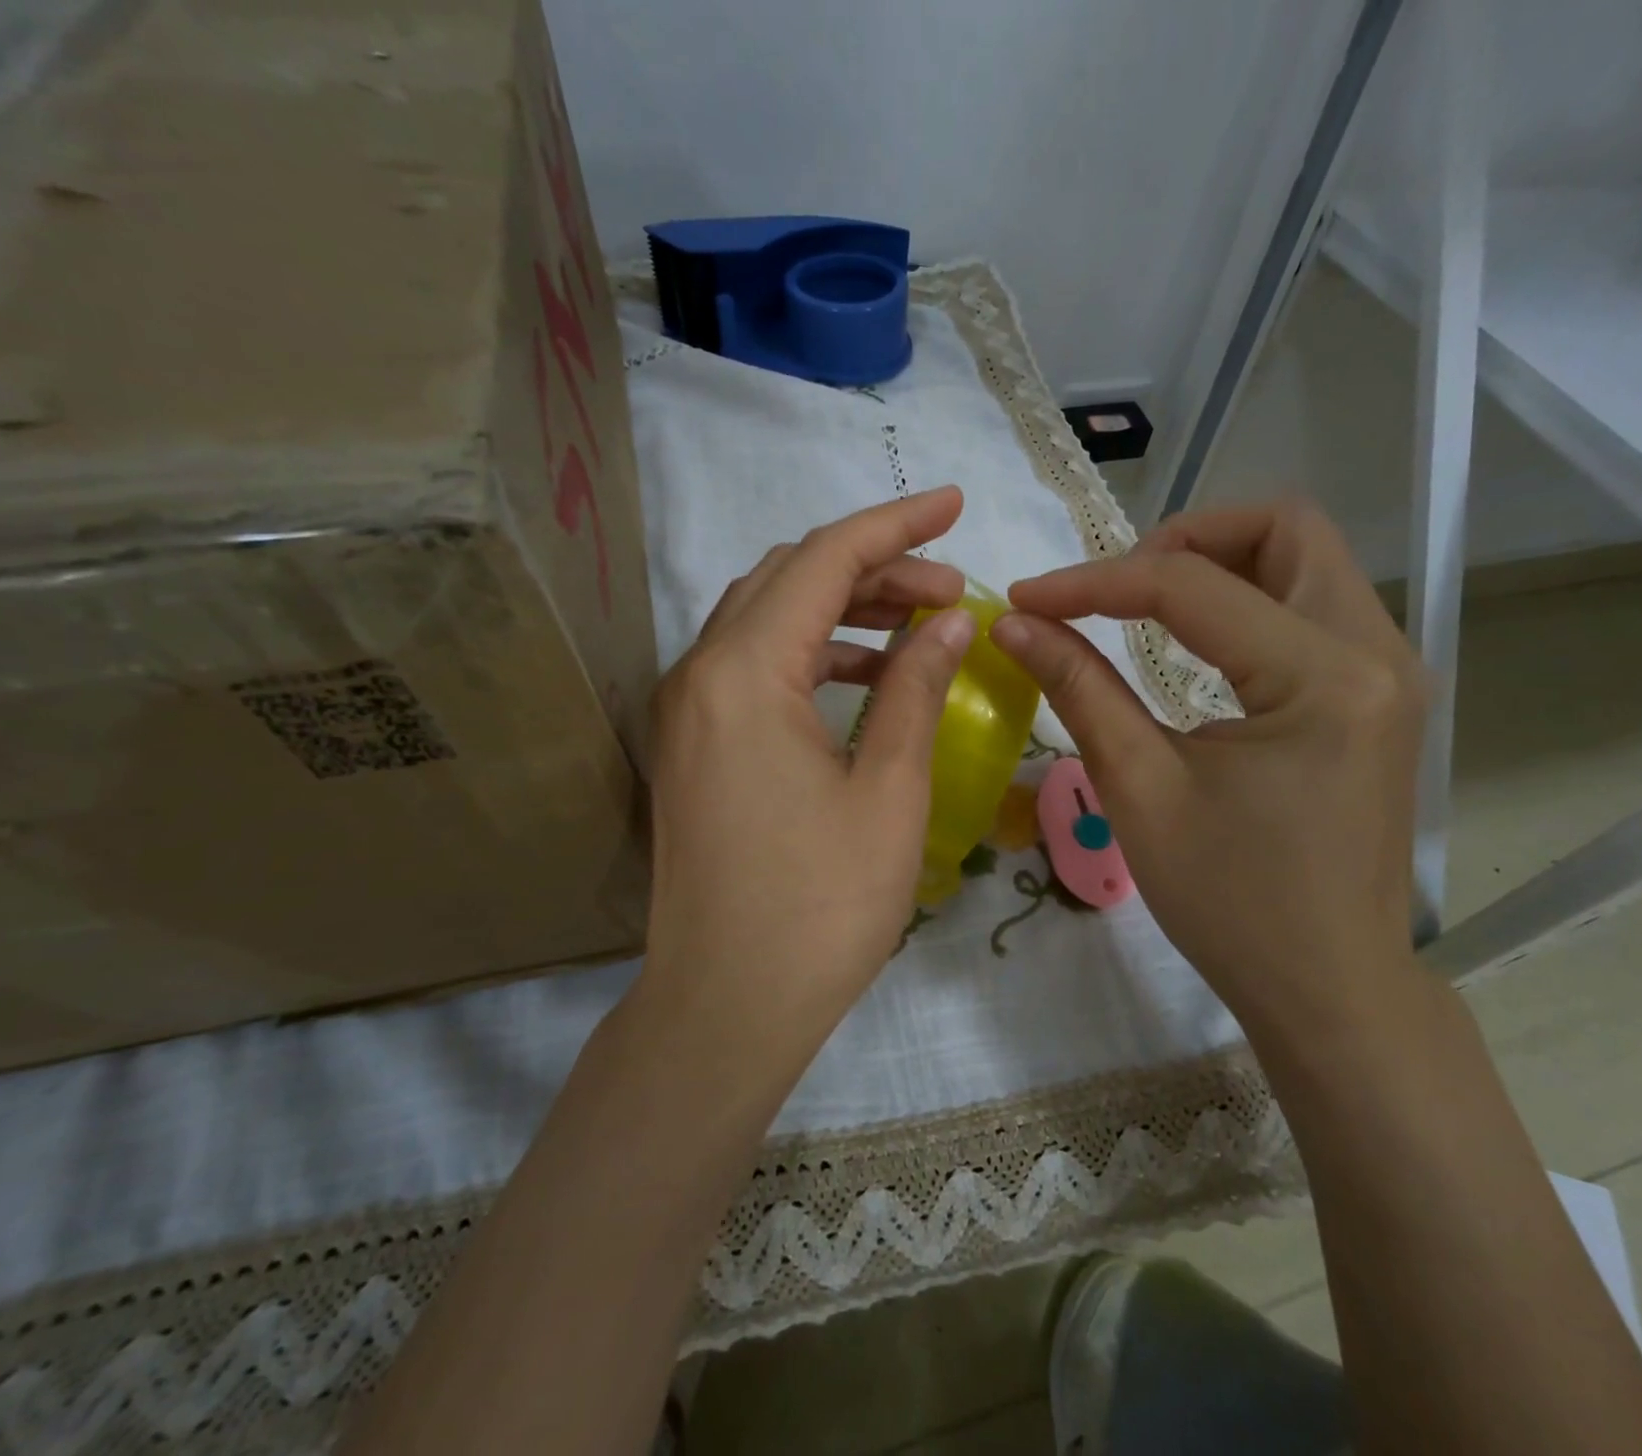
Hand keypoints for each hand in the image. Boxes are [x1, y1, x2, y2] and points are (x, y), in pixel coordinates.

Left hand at [642, 487, 972, 1052]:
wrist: (726, 1007)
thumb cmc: (820, 907)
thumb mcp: (887, 791)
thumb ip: (914, 688)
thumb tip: (947, 620)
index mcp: (744, 673)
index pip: (824, 560)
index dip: (895, 525)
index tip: (955, 503)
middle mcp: (698, 674)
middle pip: (788, 579)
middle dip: (872, 567)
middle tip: (949, 587)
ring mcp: (686, 711)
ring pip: (767, 620)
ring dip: (841, 608)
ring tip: (918, 624)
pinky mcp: (692, 746)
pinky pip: (752, 668)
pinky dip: (810, 654)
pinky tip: (864, 675)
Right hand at [989, 500, 1424, 1035]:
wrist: (1327, 985)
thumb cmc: (1230, 902)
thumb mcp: (1140, 790)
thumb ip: (1078, 689)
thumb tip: (1015, 624)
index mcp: (1322, 678)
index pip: (1191, 586)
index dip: (1094, 582)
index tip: (1026, 598)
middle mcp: (1375, 652)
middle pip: (1284, 529)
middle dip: (1185, 538)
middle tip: (1115, 588)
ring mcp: (1388, 671)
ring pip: (1306, 560)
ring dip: (1220, 564)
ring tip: (1146, 608)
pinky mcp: (1379, 695)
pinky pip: (1314, 607)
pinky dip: (1248, 601)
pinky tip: (1199, 645)